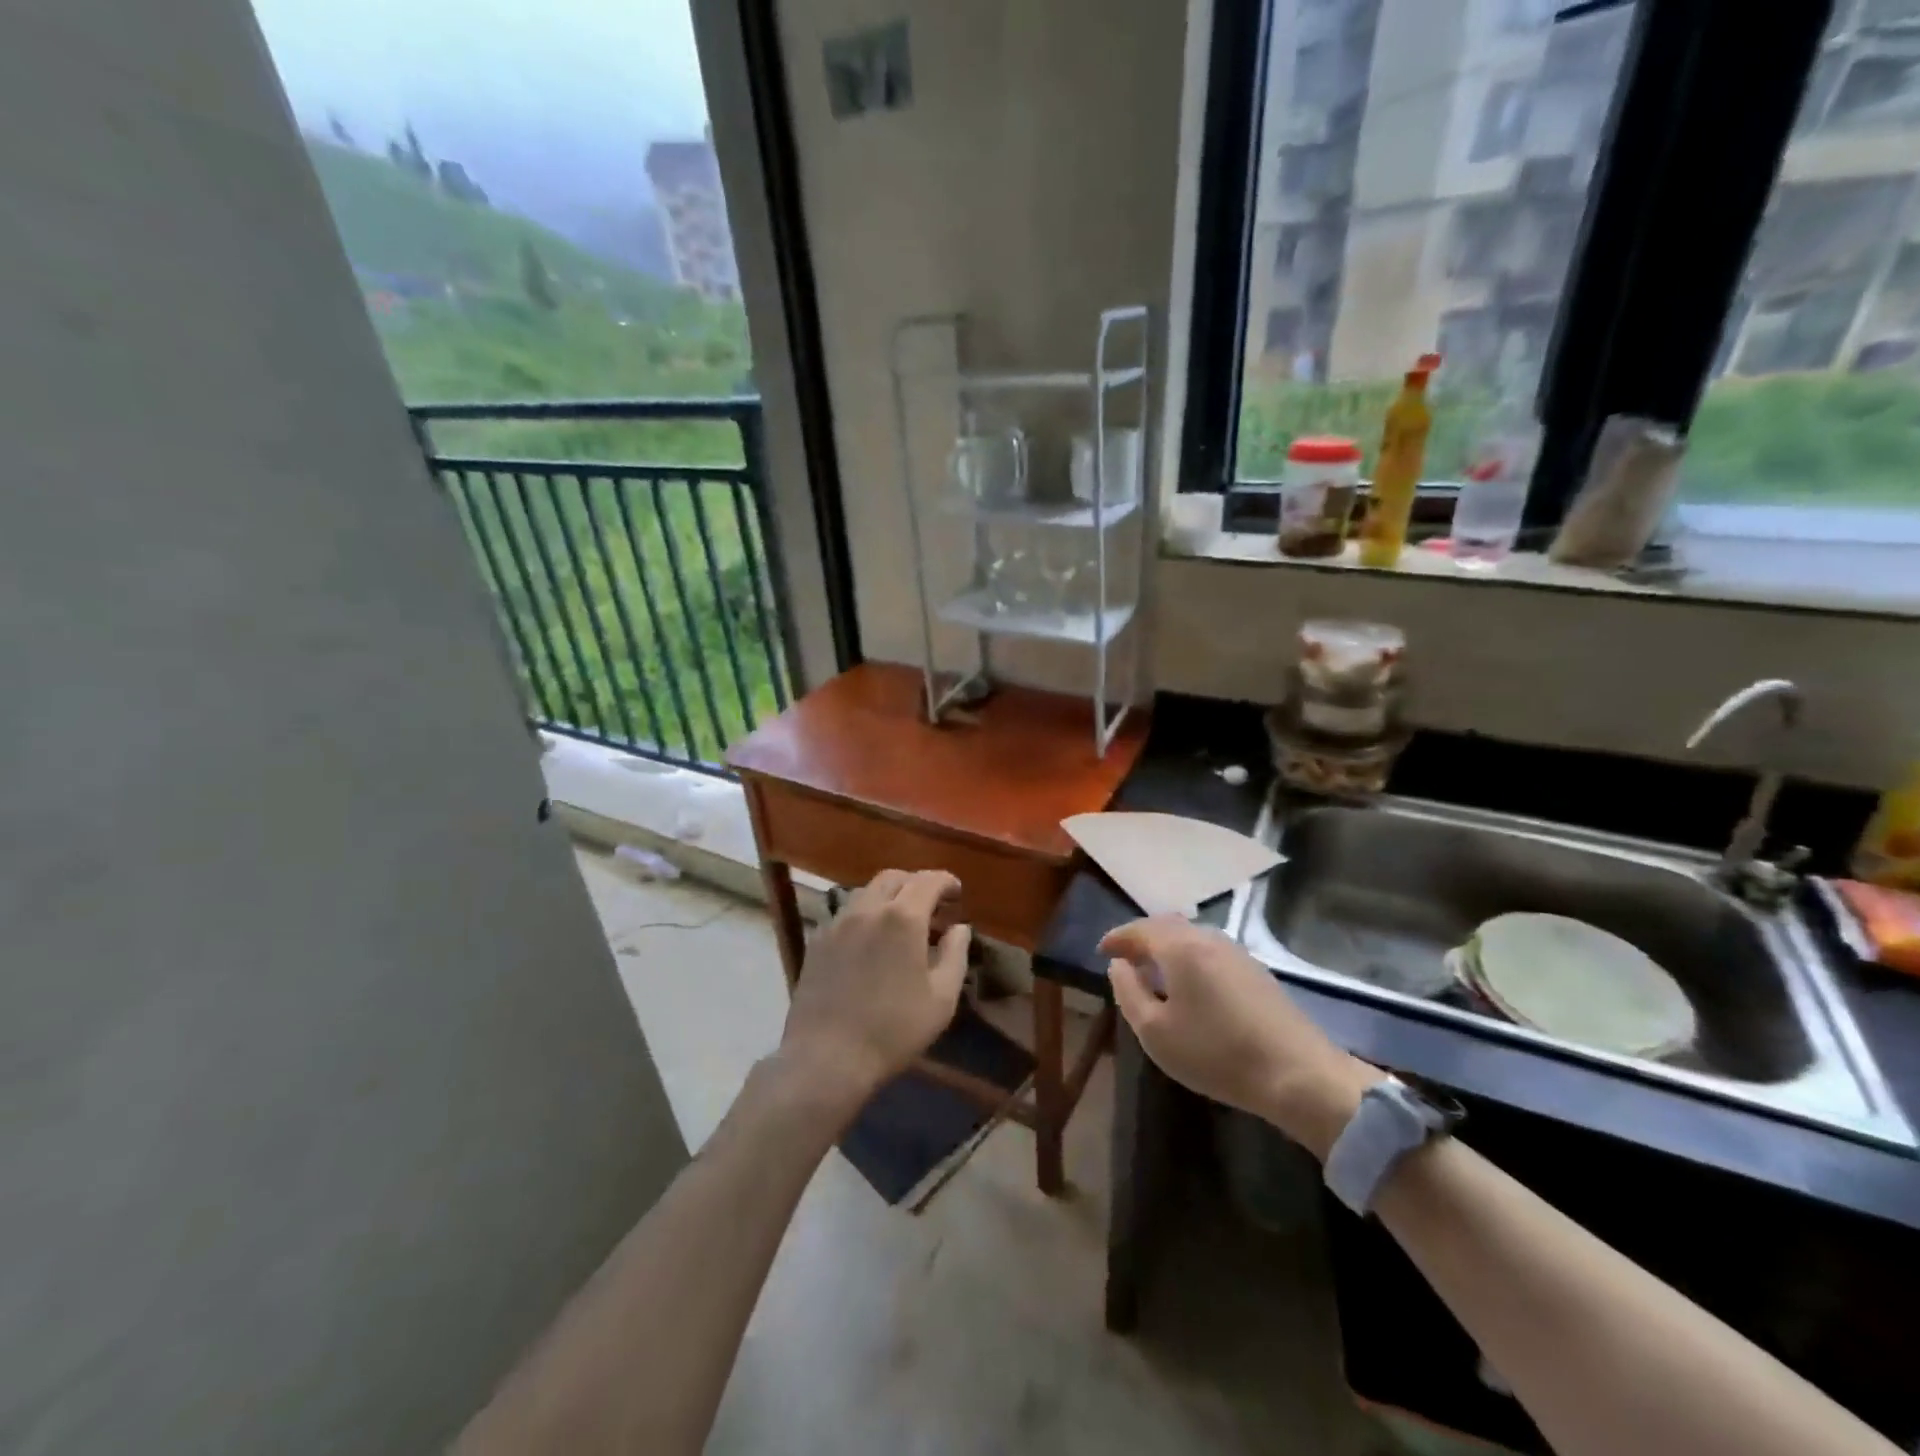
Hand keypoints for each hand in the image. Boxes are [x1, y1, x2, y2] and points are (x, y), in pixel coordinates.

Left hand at [778, 869, 970, 1114]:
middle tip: (931, 906)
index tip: (957, 893)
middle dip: (917, 884)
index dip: (946, 882)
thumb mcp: (942, 999)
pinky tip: (871, 940)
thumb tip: (960, 928)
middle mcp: (868, 908)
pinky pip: (846, 912)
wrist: (827, 1056)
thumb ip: (956, 955)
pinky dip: (866, 913)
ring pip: (867, 891)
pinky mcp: (818, 939)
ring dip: (889, 896)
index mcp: (903, 918)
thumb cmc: (894, 1030)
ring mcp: (838, 922)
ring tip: (901, 922)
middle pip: (894, 877)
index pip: (928, 881)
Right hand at [1102, 916, 1381, 1160]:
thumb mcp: (1155, 1032)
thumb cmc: (1216, 1053)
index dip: (1117, 938)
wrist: (1297, 1074)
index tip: (1102, 951)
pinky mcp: (1256, 971)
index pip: (1140, 929)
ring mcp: (1237, 953)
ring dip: (1167, 947)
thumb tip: (1119, 966)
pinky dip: (1189, 958)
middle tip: (1125, 958)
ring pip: (1191, 937)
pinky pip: (1209, 951)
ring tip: (1153, 972)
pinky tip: (1188, 985)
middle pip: (1167, 926)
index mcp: (1180, 947)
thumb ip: (1129, 993)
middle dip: (1142, 938)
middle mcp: (1208, 939)